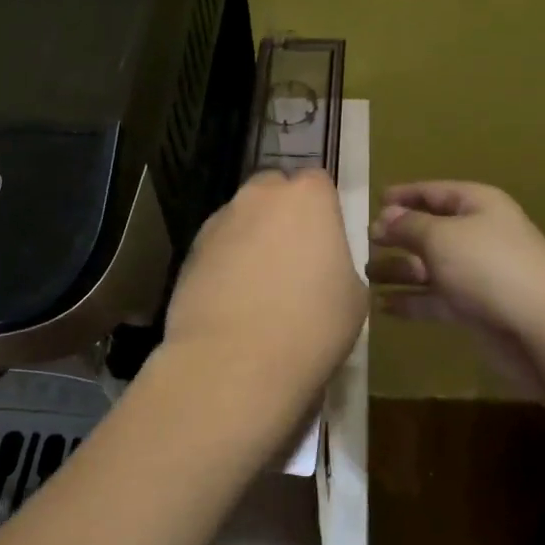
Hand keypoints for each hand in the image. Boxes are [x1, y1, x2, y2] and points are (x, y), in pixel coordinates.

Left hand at [156, 169, 366, 432]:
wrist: (234, 362)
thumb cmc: (311, 325)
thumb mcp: (353, 297)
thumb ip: (338, 264)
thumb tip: (322, 267)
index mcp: (308, 197)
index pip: (318, 183)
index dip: (323, 210)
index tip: (326, 242)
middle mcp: (260, 196)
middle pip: (274, 191)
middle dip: (282, 214)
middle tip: (293, 259)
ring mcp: (220, 222)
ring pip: (241, 219)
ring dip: (251, 239)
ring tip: (259, 287)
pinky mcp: (190, 252)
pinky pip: (217, 248)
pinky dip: (225, 264)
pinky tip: (232, 302)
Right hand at [369, 181, 544, 397]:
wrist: (543, 329)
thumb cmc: (489, 268)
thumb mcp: (441, 237)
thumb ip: (408, 226)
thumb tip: (386, 217)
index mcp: (478, 205)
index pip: (435, 192)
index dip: (405, 194)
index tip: (375, 200)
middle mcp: (478, 234)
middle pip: (430, 229)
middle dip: (398, 235)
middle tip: (364, 241)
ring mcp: (477, 273)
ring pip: (430, 267)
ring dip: (399, 270)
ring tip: (365, 274)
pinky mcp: (475, 309)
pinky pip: (435, 298)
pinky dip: (411, 300)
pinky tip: (382, 307)